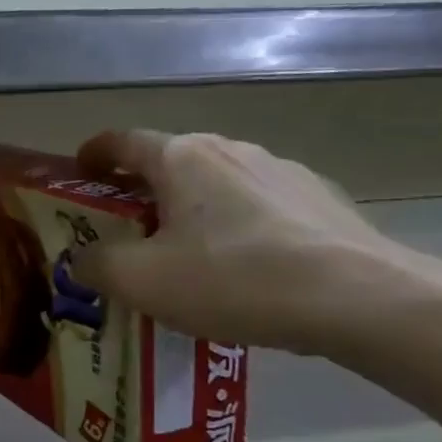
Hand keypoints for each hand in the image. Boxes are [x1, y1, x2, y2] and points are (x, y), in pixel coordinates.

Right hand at [66, 130, 427, 354]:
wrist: (363, 299)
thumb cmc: (233, 278)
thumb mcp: (139, 280)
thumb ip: (95, 264)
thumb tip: (83, 259)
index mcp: (181, 158)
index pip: (122, 141)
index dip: (93, 155)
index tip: (79, 173)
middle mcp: (231, 150)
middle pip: (170, 162)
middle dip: (141, 190)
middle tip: (125, 228)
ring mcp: (283, 172)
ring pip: (217, 184)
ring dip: (191, 208)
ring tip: (187, 254)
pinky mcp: (323, 200)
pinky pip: (260, 207)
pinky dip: (237, 226)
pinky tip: (244, 268)